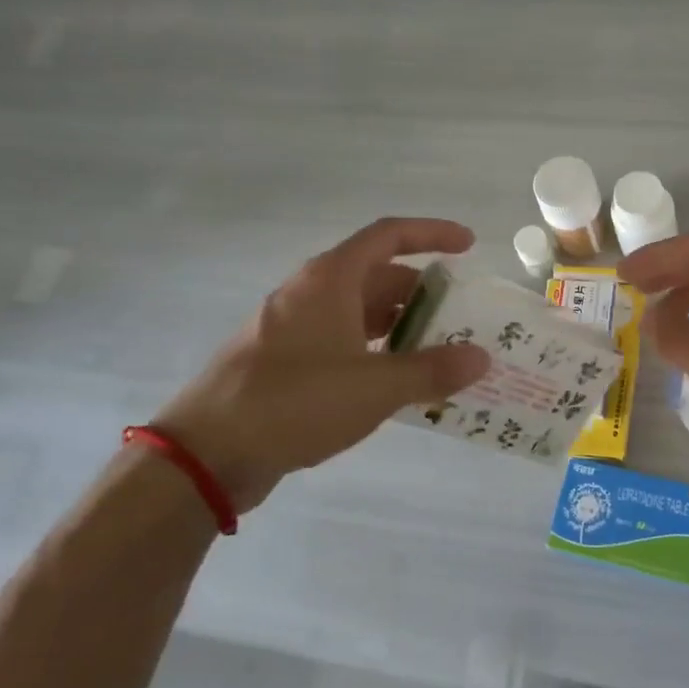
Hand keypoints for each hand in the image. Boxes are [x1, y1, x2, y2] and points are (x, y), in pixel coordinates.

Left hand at [151, 218, 491, 510]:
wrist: (207, 453)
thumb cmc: (295, 403)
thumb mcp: (375, 388)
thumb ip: (432, 371)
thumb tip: (481, 357)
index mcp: (330, 279)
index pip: (389, 235)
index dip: (432, 234)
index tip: (469, 245)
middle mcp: (310, 293)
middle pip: (377, 275)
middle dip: (422, 292)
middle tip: (461, 316)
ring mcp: (293, 327)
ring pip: (359, 311)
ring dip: (400, 325)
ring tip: (438, 350)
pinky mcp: (284, 360)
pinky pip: (342, 340)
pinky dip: (375, 350)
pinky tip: (396, 381)